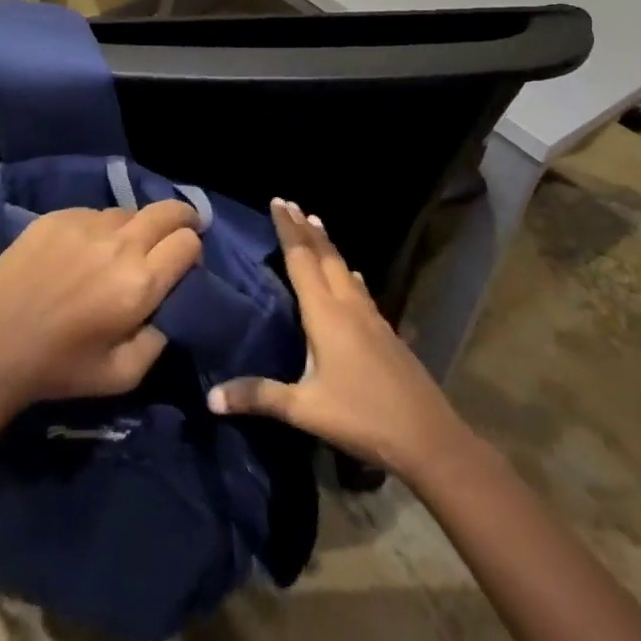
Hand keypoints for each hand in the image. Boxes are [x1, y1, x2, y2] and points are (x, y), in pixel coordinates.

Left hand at [0, 200, 202, 421]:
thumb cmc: (59, 369)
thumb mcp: (123, 375)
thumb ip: (158, 339)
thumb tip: (167, 307)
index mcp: (139, 283)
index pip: (187, 242)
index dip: (192, 252)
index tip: (183, 266)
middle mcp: (118, 244)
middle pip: (167, 210)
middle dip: (182, 219)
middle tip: (178, 234)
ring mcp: (84, 224)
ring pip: (128, 211)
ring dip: (136, 227)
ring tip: (121, 250)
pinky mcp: (55, 217)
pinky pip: (93, 212)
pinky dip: (100, 227)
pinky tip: (84, 251)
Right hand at [208, 199, 466, 476]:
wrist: (430, 439)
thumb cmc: (362, 418)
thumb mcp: (305, 410)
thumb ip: (259, 396)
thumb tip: (211, 396)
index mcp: (325, 314)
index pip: (301, 260)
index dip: (288, 230)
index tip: (277, 201)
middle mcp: (348, 306)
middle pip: (324, 256)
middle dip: (305, 229)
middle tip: (290, 204)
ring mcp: (371, 317)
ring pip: (344, 268)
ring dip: (327, 246)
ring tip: (316, 226)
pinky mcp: (386, 332)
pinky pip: (359, 289)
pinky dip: (347, 273)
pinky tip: (352, 277)